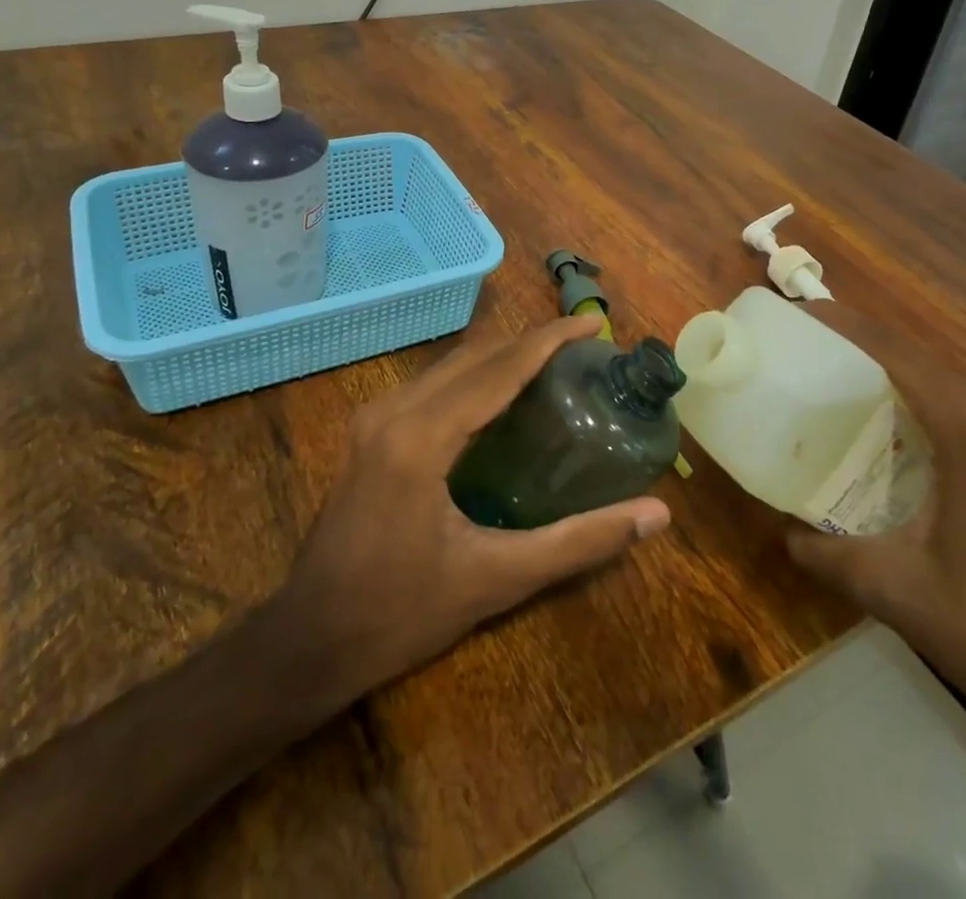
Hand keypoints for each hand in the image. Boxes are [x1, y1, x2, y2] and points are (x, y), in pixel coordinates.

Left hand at [268, 315, 671, 701]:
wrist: (309, 640)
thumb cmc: (403, 613)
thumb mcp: (498, 579)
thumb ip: (579, 542)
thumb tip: (656, 515)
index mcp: (422, 436)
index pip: (499, 368)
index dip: (550, 340)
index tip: (592, 323)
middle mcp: (393, 410)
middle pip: (474, 356)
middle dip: (529, 342)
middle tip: (581, 346)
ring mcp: (374, 417)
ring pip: (450, 365)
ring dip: (500, 356)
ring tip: (552, 364)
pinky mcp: (367, 431)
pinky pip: (431, 384)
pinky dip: (473, 377)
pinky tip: (501, 397)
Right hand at [784, 301, 965, 741]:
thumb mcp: (898, 592)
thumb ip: (828, 554)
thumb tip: (784, 535)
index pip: (895, 352)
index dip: (842, 324)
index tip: (796, 313)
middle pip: (922, 363)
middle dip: (861, 353)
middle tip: (805, 360)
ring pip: (951, 390)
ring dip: (896, 384)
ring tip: (838, 395)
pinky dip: (928, 413)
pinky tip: (897, 445)